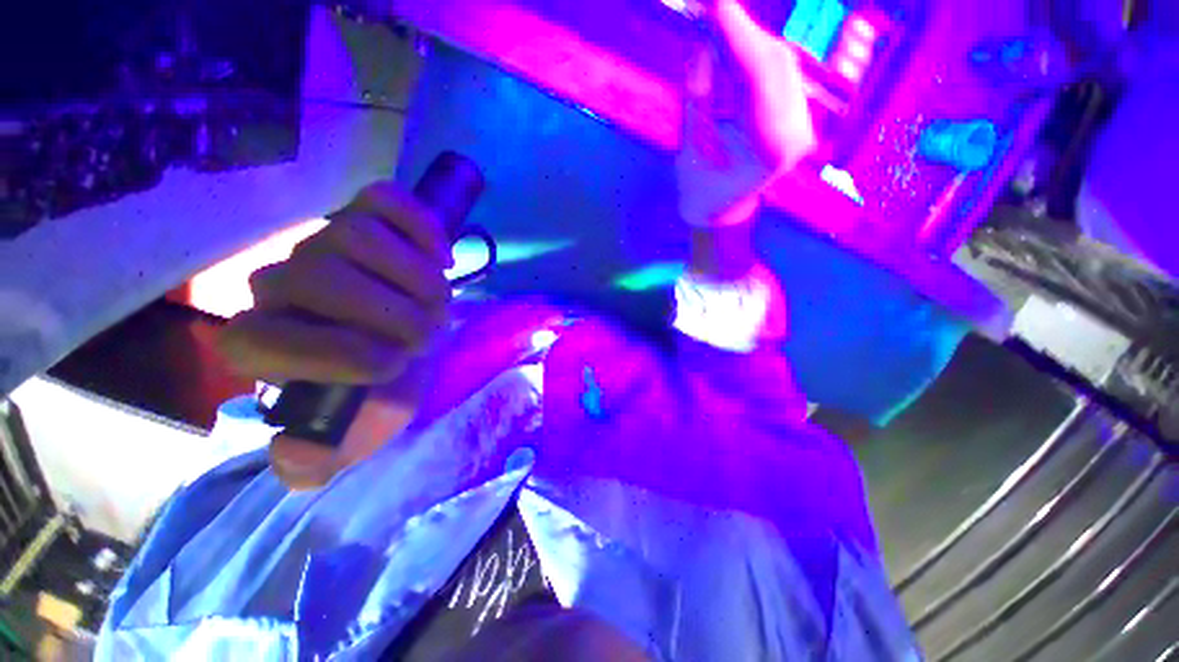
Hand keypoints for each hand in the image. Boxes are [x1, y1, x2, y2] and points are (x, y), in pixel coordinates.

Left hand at [217, 182, 454, 487]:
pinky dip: (421, 227)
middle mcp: (278, 281)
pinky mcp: (366, 213)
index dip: (344, 355)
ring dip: (418, 279)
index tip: (395, 365)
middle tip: (428, 335)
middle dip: (395, 315)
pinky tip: (441, 256)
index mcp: (260, 342)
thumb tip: (298, 459)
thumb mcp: (354, 432)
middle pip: (323, 276)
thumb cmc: (382, 387)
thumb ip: (319, 457)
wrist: (406, 341)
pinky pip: (386, 200)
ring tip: (438, 303)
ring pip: (359, 236)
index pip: (265, 339)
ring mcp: (325, 239)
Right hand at [676, 0, 816, 227]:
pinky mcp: (796, 118)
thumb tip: (706, 44)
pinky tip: (732, 48)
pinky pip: (778, 75)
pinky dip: (752, 57)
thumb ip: (699, 95)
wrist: (721, 212)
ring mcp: (802, 124)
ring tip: (715, 26)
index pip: (758, 74)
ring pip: (778, 63)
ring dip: (745, 41)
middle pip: (774, 62)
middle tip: (708, 8)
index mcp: (769, 147)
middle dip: (739, 32)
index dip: (735, 31)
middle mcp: (796, 131)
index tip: (713, 1)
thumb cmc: (700, 189)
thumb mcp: (691, 145)